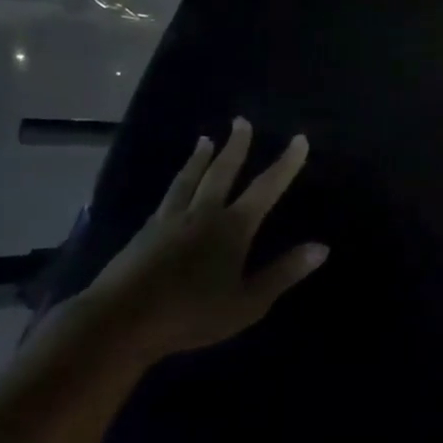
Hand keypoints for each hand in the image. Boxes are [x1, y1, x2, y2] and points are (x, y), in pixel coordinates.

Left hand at [84, 119, 326, 354]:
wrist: (120, 320)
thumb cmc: (190, 315)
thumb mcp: (247, 303)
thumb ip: (283, 273)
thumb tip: (322, 247)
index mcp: (232, 228)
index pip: (266, 188)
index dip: (286, 164)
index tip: (299, 139)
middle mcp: (203, 213)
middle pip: (223, 172)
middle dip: (236, 146)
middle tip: (241, 122)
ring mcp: (171, 219)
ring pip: (190, 178)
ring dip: (201, 157)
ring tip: (205, 140)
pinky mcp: (146, 230)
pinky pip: (169, 194)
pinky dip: (179, 179)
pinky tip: (176, 182)